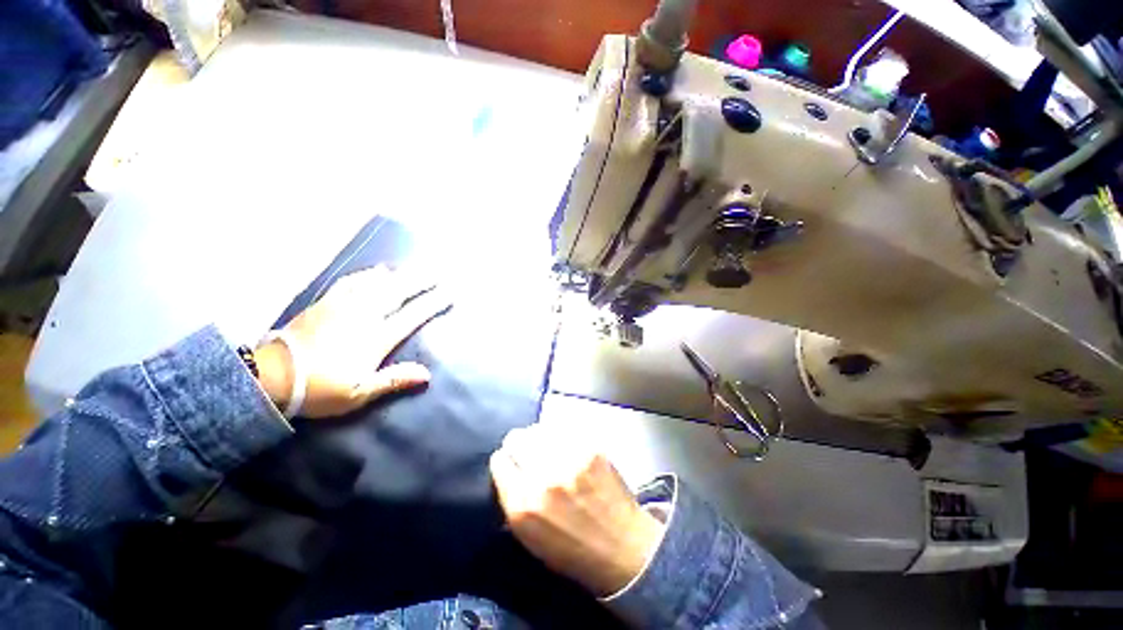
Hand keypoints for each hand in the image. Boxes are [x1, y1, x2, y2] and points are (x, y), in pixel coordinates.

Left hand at [255, 265, 451, 417]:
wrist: (272, 376)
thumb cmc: (319, 388)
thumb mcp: (359, 393)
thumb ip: (394, 380)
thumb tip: (427, 374)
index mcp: (376, 338)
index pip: (412, 316)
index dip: (432, 303)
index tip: (448, 293)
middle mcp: (364, 316)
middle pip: (398, 292)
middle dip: (420, 281)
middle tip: (436, 271)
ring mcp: (344, 306)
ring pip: (377, 283)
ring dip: (398, 274)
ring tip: (412, 267)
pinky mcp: (326, 302)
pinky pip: (352, 282)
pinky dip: (368, 275)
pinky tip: (376, 271)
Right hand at [489, 424, 664, 596]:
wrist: (623, 548)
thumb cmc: (573, 550)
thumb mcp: (530, 538)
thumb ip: (513, 501)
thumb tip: (508, 471)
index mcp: (523, 505)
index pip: (500, 461)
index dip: (505, 461)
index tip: (512, 463)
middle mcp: (543, 477)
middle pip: (517, 438)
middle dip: (519, 445)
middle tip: (530, 452)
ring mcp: (569, 459)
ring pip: (540, 429)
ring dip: (540, 438)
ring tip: (549, 447)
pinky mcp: (590, 447)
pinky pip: (564, 429)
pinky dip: (561, 435)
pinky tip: (567, 446)